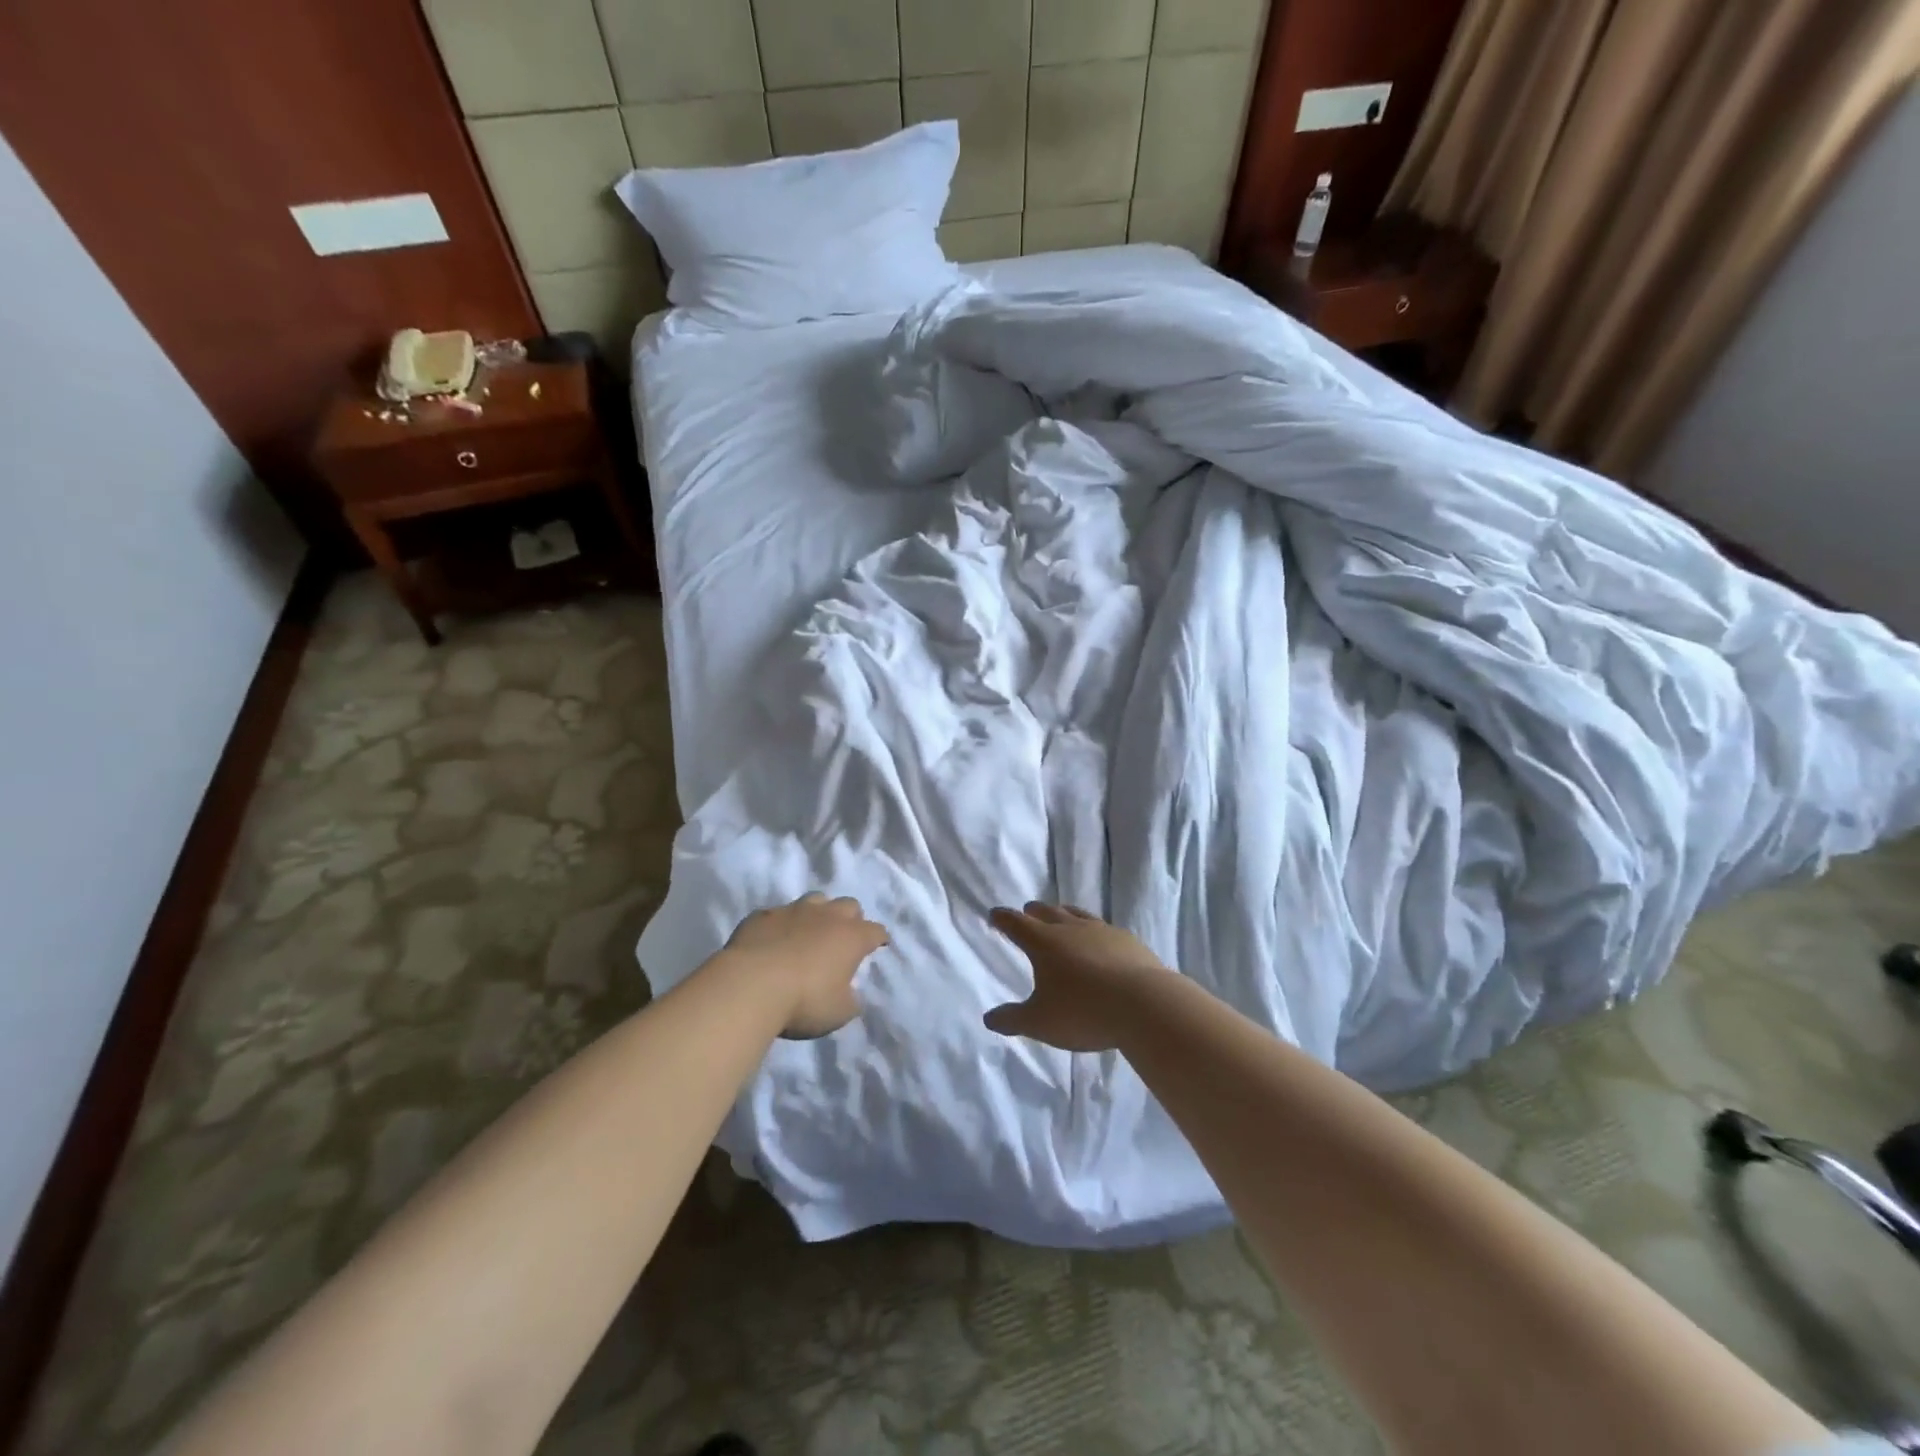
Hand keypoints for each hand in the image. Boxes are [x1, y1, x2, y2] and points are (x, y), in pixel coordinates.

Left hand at [723, 893, 890, 1038]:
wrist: (751, 985)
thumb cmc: (804, 1001)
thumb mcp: (839, 1012)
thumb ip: (851, 1000)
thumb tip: (851, 993)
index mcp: (852, 937)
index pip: (876, 931)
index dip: (879, 938)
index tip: (879, 945)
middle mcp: (827, 916)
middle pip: (849, 905)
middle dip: (851, 919)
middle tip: (843, 938)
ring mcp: (793, 910)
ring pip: (815, 899)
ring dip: (818, 913)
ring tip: (810, 932)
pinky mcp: (763, 915)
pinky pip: (778, 914)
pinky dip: (781, 925)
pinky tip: (773, 939)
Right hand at [984, 903, 1170, 1051]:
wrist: (1144, 1005)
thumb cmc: (1083, 1012)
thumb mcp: (1040, 1023)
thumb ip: (1013, 1019)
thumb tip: (989, 1018)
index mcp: (1044, 943)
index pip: (1016, 924)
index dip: (1003, 919)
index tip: (994, 914)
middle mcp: (1071, 929)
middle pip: (1047, 912)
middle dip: (1033, 912)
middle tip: (1027, 911)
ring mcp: (1102, 931)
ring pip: (1077, 914)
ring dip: (1064, 914)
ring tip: (1061, 916)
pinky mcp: (1128, 941)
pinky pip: (1104, 928)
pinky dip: (1094, 931)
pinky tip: (1100, 941)